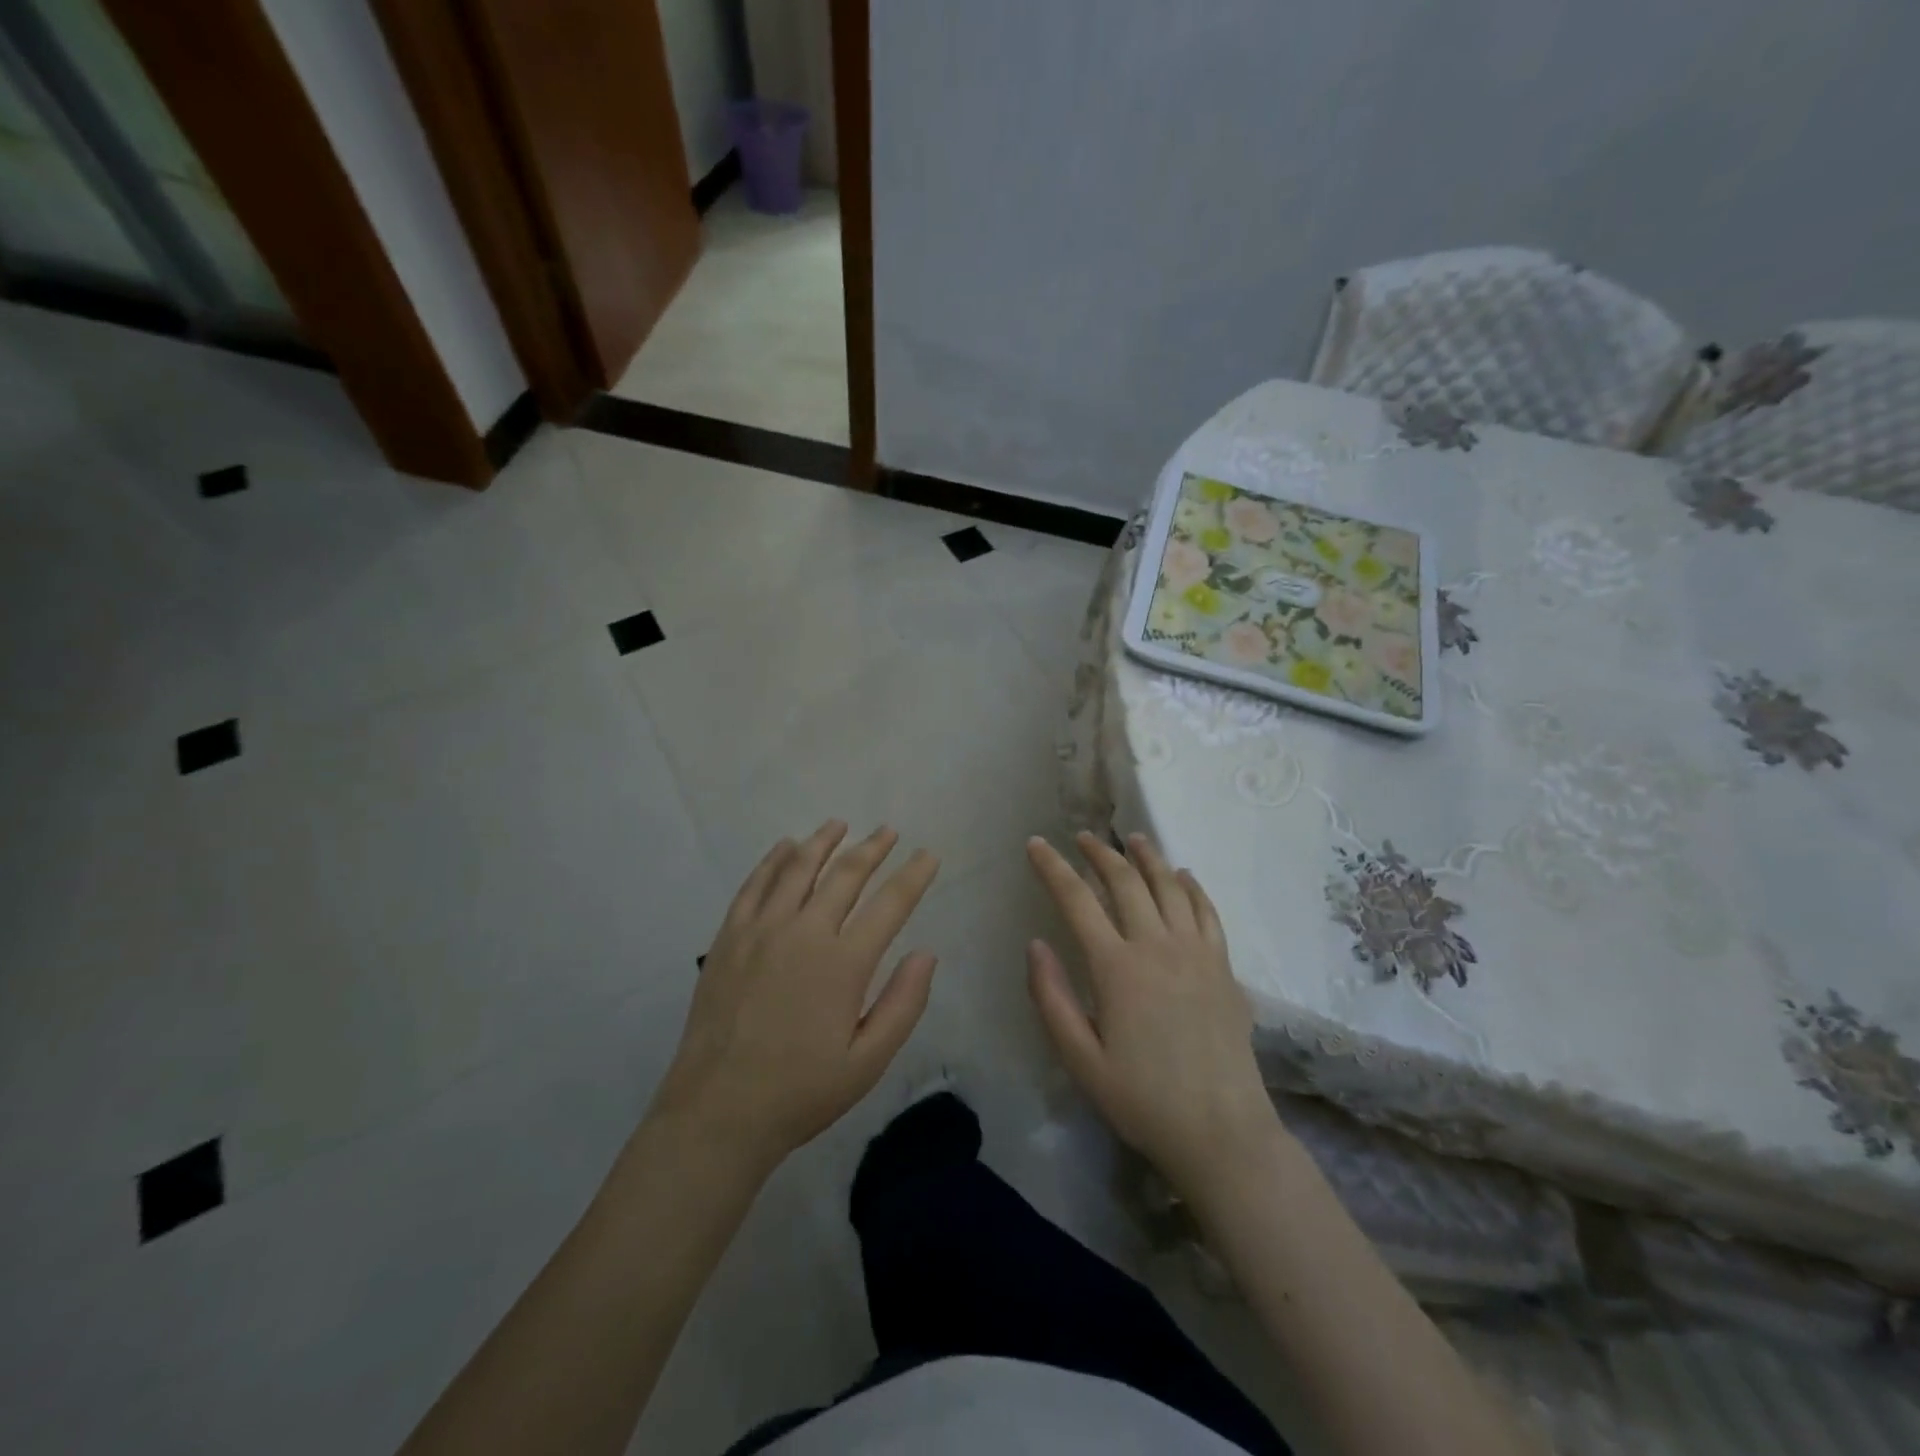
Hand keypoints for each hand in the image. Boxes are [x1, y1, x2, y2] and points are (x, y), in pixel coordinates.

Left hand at [649, 822, 940, 1165]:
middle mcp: (804, 932)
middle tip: (888, 831)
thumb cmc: (800, 1092)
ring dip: (822, 842)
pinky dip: (773, 860)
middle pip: (845, 874)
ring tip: (839, 824)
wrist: (717, 1112)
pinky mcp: (729, 937)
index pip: (890, 904)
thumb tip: (926, 953)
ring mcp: (761, 930)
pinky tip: (785, 846)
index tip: (928, 855)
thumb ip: (903, 1004)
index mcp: (844, 963)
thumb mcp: (868, 1062)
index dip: (914, 875)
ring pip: (797, 868)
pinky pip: (754, 884)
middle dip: (872, 848)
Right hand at [1025, 832, 1277, 1197]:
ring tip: (1132, 839)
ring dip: (1148, 857)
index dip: (1053, 867)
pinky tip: (1183, 875)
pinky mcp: (1224, 966)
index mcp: (1117, 967)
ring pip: (1169, 886)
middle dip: (1099, 852)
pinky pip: (1207, 911)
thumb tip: (1036, 944)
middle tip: (1082, 836)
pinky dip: (1192, 886)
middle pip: (1126, 881)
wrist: (1222, 1132)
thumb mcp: (1080, 1060)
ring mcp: (1197, 952)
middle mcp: (1157, 946)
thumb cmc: (1142, 1100)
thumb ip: (1052, 998)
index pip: (1077, 899)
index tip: (1037, 844)